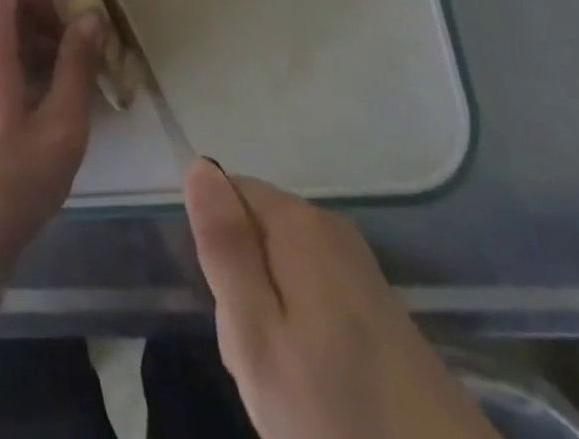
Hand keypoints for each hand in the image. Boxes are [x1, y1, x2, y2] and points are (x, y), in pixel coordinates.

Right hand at [183, 162, 495, 438]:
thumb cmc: (338, 416)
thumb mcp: (256, 336)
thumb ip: (224, 246)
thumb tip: (198, 164)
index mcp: (296, 221)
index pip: (226, 193)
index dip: (217, 251)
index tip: (232, 311)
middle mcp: (329, 226)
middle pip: (254, 231)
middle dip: (243, 287)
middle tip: (259, 359)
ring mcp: (359, 266)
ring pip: (281, 268)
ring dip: (271, 317)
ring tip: (288, 383)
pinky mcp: (380, 306)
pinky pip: (313, 296)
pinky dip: (305, 336)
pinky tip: (319, 390)